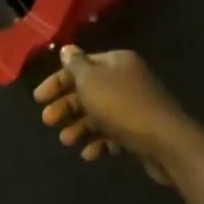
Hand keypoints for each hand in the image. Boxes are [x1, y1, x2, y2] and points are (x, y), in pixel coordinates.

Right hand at [32, 45, 197, 186]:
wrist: (166, 142)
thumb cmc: (122, 107)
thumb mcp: (92, 81)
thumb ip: (76, 66)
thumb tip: (66, 49)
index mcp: (116, 62)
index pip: (80, 66)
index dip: (57, 81)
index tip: (38, 99)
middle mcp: (126, 80)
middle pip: (87, 91)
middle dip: (66, 106)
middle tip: (48, 121)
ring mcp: (133, 107)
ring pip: (98, 114)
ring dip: (79, 127)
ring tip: (67, 141)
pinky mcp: (139, 131)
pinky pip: (112, 134)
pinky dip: (98, 142)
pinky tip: (89, 154)